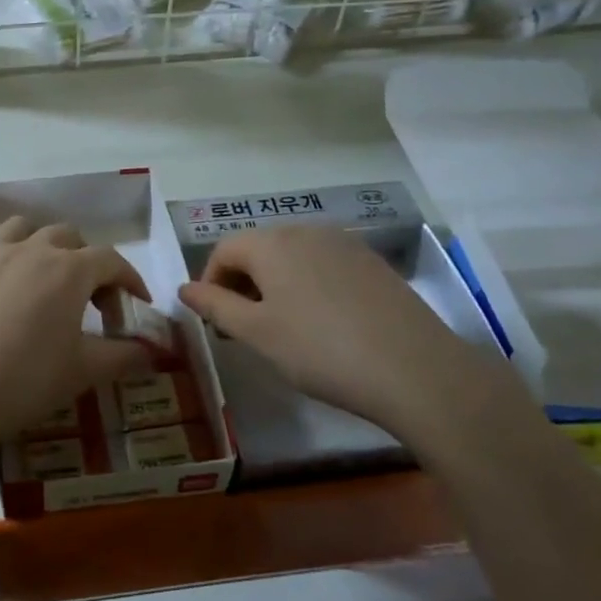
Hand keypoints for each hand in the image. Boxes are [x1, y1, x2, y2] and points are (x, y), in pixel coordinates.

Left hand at [0, 216, 152, 466]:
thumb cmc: (25, 380)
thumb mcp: (83, 372)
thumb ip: (124, 356)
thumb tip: (153, 351)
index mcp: (69, 269)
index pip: (112, 260)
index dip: (131, 280)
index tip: (138, 305)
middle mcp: (34, 250)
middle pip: (71, 238)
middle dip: (90, 263)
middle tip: (94, 303)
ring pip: (29, 230)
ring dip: (48, 246)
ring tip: (51, 281)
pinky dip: (14, 256)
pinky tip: (12, 292)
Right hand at [178, 225, 516, 446]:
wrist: (416, 370)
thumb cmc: (320, 350)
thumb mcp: (257, 333)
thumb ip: (215, 306)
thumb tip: (184, 289)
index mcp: (272, 243)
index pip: (224, 250)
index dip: (210, 283)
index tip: (215, 322)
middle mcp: (306, 231)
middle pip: (258, 249)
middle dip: (242, 283)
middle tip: (244, 328)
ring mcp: (345, 244)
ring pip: (292, 257)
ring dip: (275, 284)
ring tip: (282, 327)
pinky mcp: (373, 263)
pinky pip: (324, 265)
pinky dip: (308, 286)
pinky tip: (323, 323)